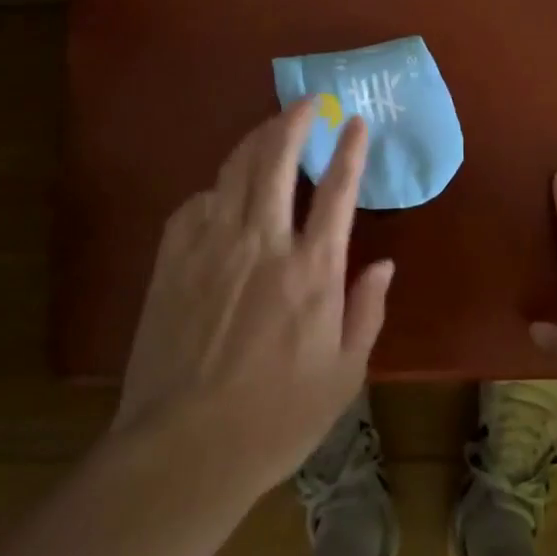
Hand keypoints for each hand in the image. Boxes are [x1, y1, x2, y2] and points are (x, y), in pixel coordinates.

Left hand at [114, 101, 392, 496]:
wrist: (183, 452)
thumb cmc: (275, 420)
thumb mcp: (343, 375)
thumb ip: (367, 311)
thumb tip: (384, 264)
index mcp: (311, 271)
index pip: (337, 191)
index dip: (349, 150)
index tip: (354, 122)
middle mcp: (263, 244)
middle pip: (276, 160)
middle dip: (293, 122)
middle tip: (306, 103)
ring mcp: (212, 247)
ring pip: (234, 170)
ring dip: (255, 141)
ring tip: (269, 129)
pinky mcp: (172, 260)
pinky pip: (195, 203)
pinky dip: (215, 188)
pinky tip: (221, 192)